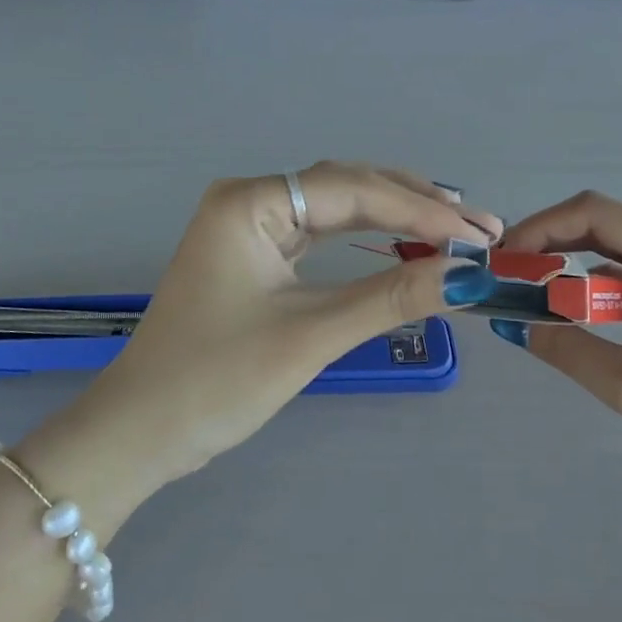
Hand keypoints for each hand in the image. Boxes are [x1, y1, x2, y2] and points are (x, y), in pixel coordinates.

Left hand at [85, 162, 502, 483]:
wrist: (142, 433)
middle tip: (480, 228)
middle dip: (415, 207)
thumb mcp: (310, 335)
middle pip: (348, 187)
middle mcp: (251, 200)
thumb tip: (469, 276)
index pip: (353, 190)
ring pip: (338, 208)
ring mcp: (252, 226)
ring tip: (456, 231)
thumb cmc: (217, 380)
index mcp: (251, 202)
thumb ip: (391, 297)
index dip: (421, 210)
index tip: (479, 234)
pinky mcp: (258, 256)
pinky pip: (323, 235)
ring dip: (396, 219)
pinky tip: (405, 244)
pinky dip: (368, 241)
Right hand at [492, 192, 621, 499]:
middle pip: (606, 226)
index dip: (541, 226)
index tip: (504, 258)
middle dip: (552, 245)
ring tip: (535, 299)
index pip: (596, 213)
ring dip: (576, 271)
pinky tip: (582, 318)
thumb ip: (568, 350)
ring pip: (621, 253)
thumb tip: (516, 325)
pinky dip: (603, 291)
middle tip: (510, 277)